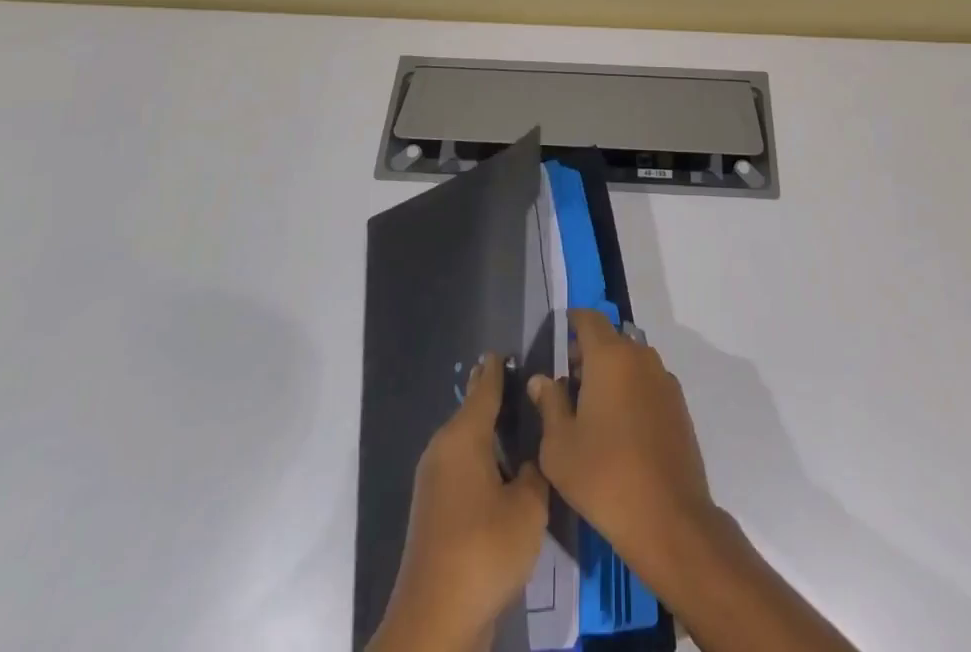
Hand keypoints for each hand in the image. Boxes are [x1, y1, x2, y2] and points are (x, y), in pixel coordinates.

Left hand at [369, 353, 551, 651]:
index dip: (497, 369)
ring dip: (489, 433)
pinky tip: (504, 470)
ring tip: (519, 424)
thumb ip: (535, 473)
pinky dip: (482, 459)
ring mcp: (434, 482)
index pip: (484, 388)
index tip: (505, 349)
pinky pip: (463, 468)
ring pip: (467, 442)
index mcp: (463, 437)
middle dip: (492, 397)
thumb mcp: (528, 508)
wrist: (436, 620)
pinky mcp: (434, 512)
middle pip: (472, 412)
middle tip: (521, 383)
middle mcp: (443, 450)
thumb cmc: (485, 550)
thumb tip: (530, 460)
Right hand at [527, 309, 717, 583]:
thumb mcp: (559, 446)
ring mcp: (664, 379)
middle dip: (588, 352)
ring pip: (631, 360)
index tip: (558, 337)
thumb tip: (542, 380)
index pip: (589, 318)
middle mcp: (640, 356)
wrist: (669, 519)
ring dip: (612, 372)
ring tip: (593, 410)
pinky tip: (622, 428)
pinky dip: (632, 390)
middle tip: (569, 384)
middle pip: (611, 339)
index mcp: (610, 356)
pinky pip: (648, 382)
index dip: (572, 322)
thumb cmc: (604, 477)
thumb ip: (549, 404)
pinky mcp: (679, 405)